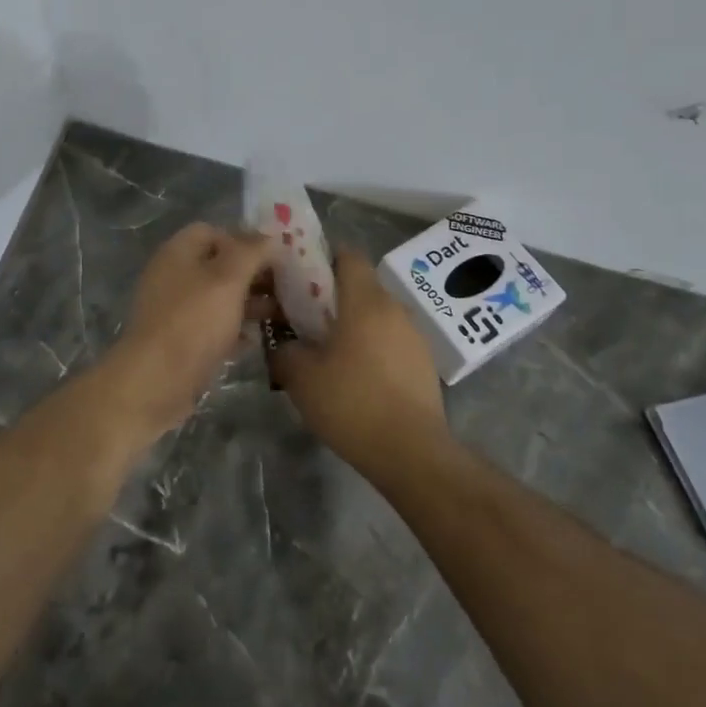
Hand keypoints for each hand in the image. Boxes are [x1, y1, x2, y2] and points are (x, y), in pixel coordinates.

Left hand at [104, 223, 273, 433]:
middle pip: (218, 266)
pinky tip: (257, 340)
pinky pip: (213, 328)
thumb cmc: (193, 322)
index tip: (274, 256)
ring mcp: (175, 312)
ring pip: (218, 299)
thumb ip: (250, 252)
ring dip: (249, 303)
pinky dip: (235, 330)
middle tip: (288, 286)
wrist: (154, 383)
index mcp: (178, 253)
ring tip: (282, 313)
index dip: (244, 239)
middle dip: (253, 274)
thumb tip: (269, 236)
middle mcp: (174, 277)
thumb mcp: (227, 279)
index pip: (212, 231)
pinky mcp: (180, 342)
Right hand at [268, 249, 449, 479]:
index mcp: (365, 301)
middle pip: (360, 285)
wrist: (411, 452)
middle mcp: (394, 309)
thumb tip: (283, 344)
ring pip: (375, 315)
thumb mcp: (301, 377)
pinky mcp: (423, 363)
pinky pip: (390, 340)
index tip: (298, 277)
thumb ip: (284, 350)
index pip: (347, 254)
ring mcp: (414, 336)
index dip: (321, 258)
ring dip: (351, 324)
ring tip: (327, 352)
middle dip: (331, 296)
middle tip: (302, 319)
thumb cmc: (352, 403)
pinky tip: (354, 376)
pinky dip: (370, 347)